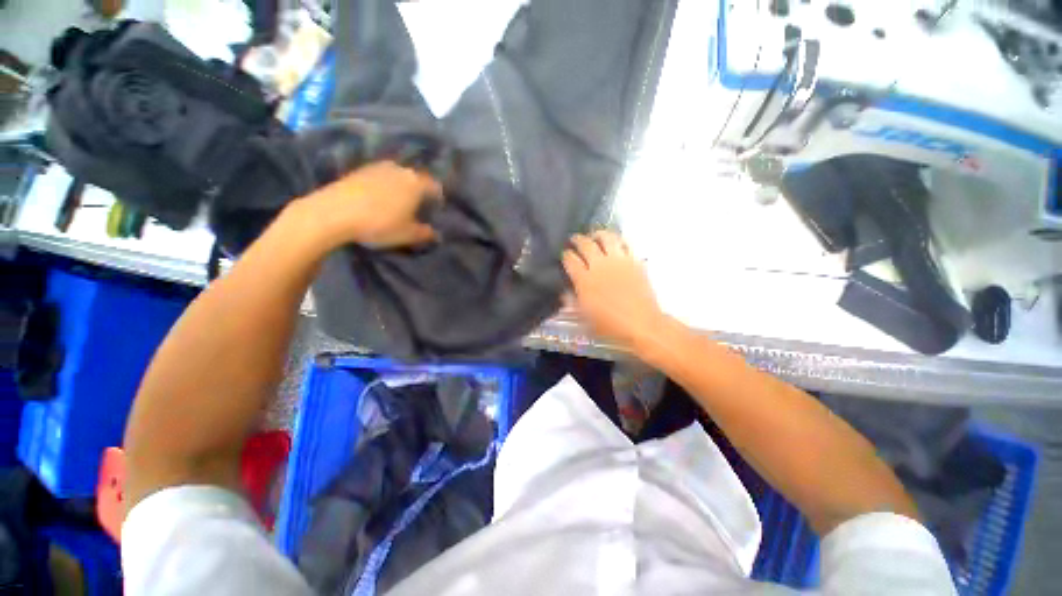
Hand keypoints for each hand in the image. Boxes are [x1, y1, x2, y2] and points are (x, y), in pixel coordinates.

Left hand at [301, 161, 442, 249]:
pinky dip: (383, 186)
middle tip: (417, 206)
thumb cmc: (380, 224)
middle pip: (416, 178)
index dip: (438, 198)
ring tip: (397, 202)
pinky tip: (378, 199)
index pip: (435, 186)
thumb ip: (426, 233)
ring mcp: (378, 167)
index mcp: (416, 183)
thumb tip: (436, 234)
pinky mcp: (359, 170)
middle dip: (419, 191)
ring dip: (400, 187)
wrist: (334, 213)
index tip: (435, 209)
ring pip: (397, 176)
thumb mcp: (408, 234)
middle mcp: (400, 170)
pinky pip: (380, 177)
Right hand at [563, 231, 665, 349]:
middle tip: (574, 239)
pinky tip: (615, 243)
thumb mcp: (584, 317)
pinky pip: (625, 244)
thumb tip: (564, 293)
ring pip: (606, 237)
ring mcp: (618, 261)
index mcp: (584, 280)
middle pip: (585, 244)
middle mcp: (599, 265)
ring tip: (595, 235)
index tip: (564, 254)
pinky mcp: (634, 261)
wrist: (641, 324)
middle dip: (577, 239)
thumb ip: (572, 301)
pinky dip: (618, 240)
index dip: (565, 254)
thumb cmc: (610, 325)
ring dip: (598, 234)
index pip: (570, 259)